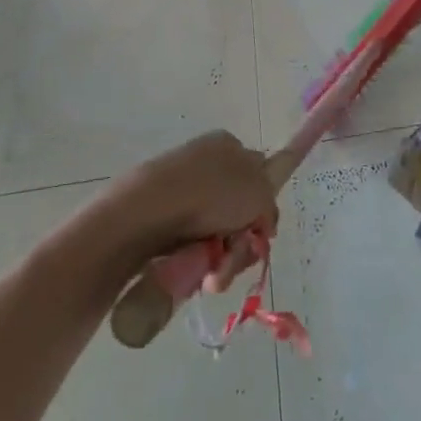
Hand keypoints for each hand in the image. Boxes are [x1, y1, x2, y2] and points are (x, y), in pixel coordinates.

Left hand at [106, 131, 278, 287]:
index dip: (262, 206)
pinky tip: (200, 275)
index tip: (262, 232)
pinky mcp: (162, 218)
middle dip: (243, 243)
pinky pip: (192, 245)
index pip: (258, 175)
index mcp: (229, 146)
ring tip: (216, 274)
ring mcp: (183, 192)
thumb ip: (269, 204)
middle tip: (238, 254)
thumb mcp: (260, 191)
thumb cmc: (213, 192)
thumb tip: (262, 221)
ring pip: (217, 234)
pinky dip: (200, 263)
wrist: (150, 209)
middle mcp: (206, 165)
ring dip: (224, 260)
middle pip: (239, 212)